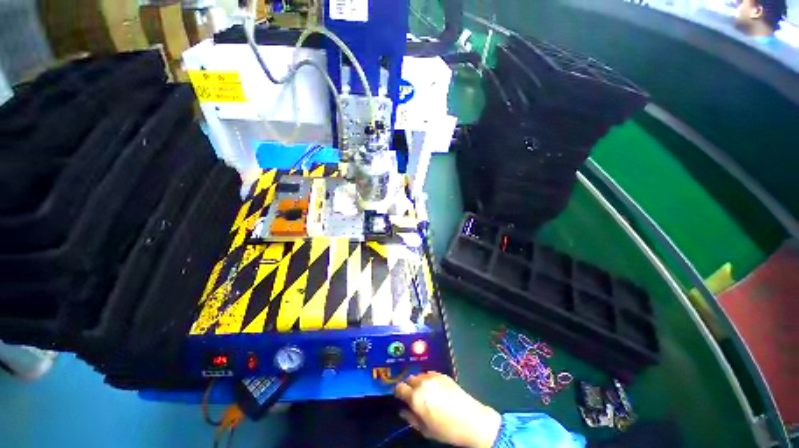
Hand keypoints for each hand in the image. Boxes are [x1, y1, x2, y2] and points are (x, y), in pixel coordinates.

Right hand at [394, 372, 501, 447]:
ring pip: (419, 375)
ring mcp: (433, 377)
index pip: (399, 387)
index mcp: (415, 397)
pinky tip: (434, 388)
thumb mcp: (425, 430)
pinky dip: (428, 379)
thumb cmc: (446, 430)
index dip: (398, 392)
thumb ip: (411, 418)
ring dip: (418, 382)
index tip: (400, 397)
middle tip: (412, 396)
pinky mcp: (443, 374)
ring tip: (424, 392)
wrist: (471, 420)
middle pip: (409, 379)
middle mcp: (422, 383)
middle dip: (408, 386)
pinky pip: (430, 374)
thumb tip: (402, 410)